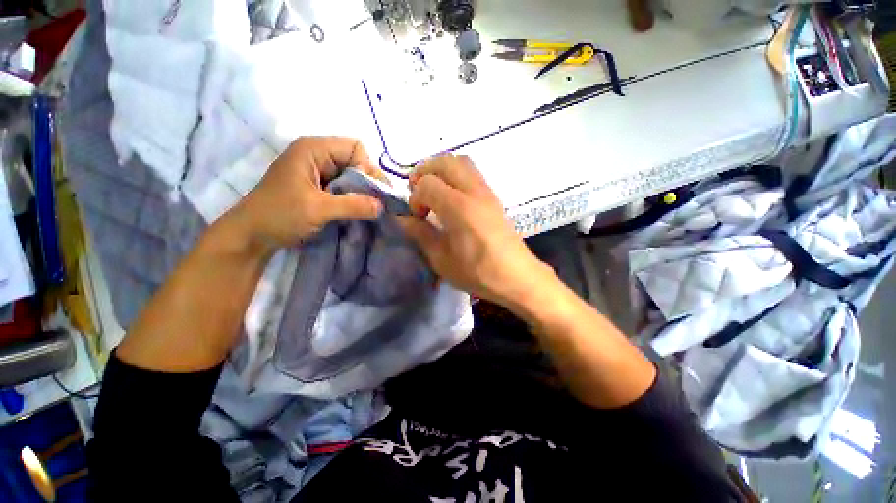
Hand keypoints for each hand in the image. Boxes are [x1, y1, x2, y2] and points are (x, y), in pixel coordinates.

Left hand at [228, 136, 384, 253]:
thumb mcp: (319, 209)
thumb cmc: (279, 215)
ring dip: (361, 191)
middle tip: (375, 204)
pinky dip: (353, 197)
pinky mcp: (318, 186)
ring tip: (367, 209)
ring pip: (351, 175)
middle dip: (367, 181)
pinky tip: (356, 210)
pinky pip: (344, 186)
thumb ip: (354, 205)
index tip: (372, 193)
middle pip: (355, 160)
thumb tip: (383, 206)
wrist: (252, 235)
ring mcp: (317, 171)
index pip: (355, 148)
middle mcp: (317, 155)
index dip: (367, 168)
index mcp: (313, 149)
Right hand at [396, 155, 553, 304]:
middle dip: (425, 172)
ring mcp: (487, 192)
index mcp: (459, 208)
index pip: (428, 183)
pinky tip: (452, 199)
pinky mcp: (494, 197)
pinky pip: (472, 173)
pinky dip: (455, 176)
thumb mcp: (442, 259)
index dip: (415, 197)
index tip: (417, 216)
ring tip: (433, 192)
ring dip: (441, 170)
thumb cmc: (477, 273)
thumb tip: (404, 219)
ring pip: (461, 162)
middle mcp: (474, 192)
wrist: (516, 277)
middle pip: (445, 162)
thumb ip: (421, 234)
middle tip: (417, 192)